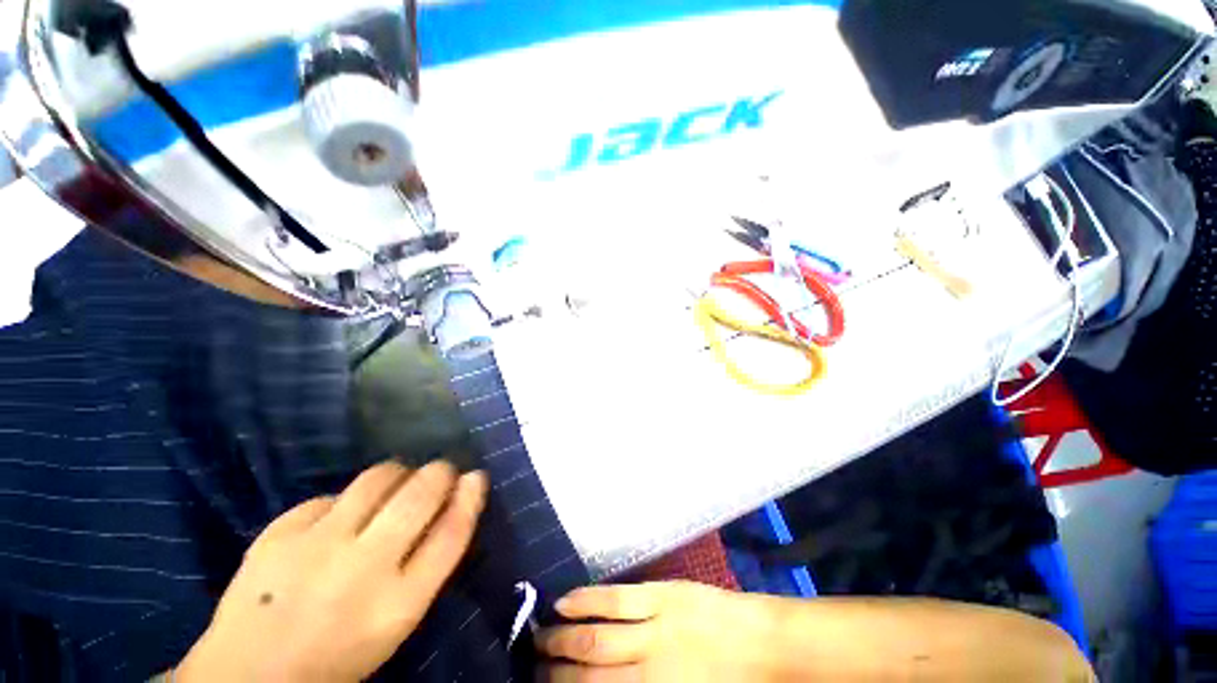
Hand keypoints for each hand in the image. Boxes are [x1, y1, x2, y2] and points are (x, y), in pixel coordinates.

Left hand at [177, 460, 487, 682]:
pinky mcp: (277, 534)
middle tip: (442, 470)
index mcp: (398, 603)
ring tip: (397, 481)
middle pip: (420, 495)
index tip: (476, 476)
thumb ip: (427, 564)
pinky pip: (330, 496)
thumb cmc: (339, 655)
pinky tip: (337, 519)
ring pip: (377, 479)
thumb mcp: (396, 622)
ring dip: (399, 472)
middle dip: (440, 472)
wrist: (248, 677)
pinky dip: (344, 501)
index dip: (470, 497)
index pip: (452, 533)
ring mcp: (316, 547)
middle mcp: (362, 569)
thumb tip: (453, 503)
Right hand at [537, 582, 770, 681]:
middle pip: (590, 675)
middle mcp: (649, 672)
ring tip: (538, 636)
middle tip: (531, 665)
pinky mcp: (663, 595)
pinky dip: (588, 601)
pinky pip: (618, 599)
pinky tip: (566, 602)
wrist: (767, 646)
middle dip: (556, 672)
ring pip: (598, 635)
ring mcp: (655, 628)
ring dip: (564, 638)